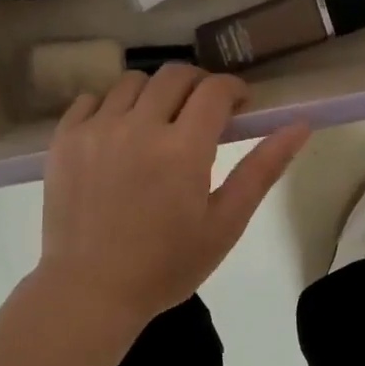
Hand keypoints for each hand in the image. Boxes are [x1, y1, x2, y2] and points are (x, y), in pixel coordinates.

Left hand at [36, 64, 312, 325]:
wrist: (91, 290)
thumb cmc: (166, 265)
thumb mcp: (225, 224)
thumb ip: (262, 170)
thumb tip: (299, 125)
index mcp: (183, 149)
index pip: (214, 89)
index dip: (233, 89)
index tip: (239, 106)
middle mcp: (138, 127)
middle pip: (174, 75)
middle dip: (198, 85)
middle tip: (203, 115)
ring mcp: (96, 130)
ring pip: (132, 82)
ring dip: (155, 94)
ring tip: (159, 125)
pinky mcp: (65, 140)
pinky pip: (91, 99)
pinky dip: (111, 107)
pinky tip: (118, 135)